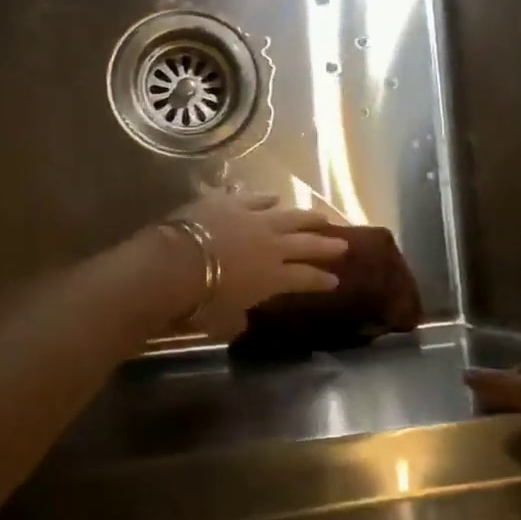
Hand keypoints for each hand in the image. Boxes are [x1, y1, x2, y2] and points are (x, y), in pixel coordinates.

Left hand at [166, 193, 347, 340]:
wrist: (177, 264)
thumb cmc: (201, 302)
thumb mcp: (223, 321)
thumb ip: (237, 320)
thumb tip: (241, 322)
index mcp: (274, 278)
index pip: (306, 279)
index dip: (321, 280)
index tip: (335, 280)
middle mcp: (272, 246)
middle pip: (306, 244)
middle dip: (326, 246)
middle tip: (343, 244)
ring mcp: (253, 220)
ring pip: (289, 216)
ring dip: (306, 217)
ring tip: (320, 216)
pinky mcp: (231, 203)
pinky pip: (255, 198)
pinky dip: (266, 198)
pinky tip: (274, 197)